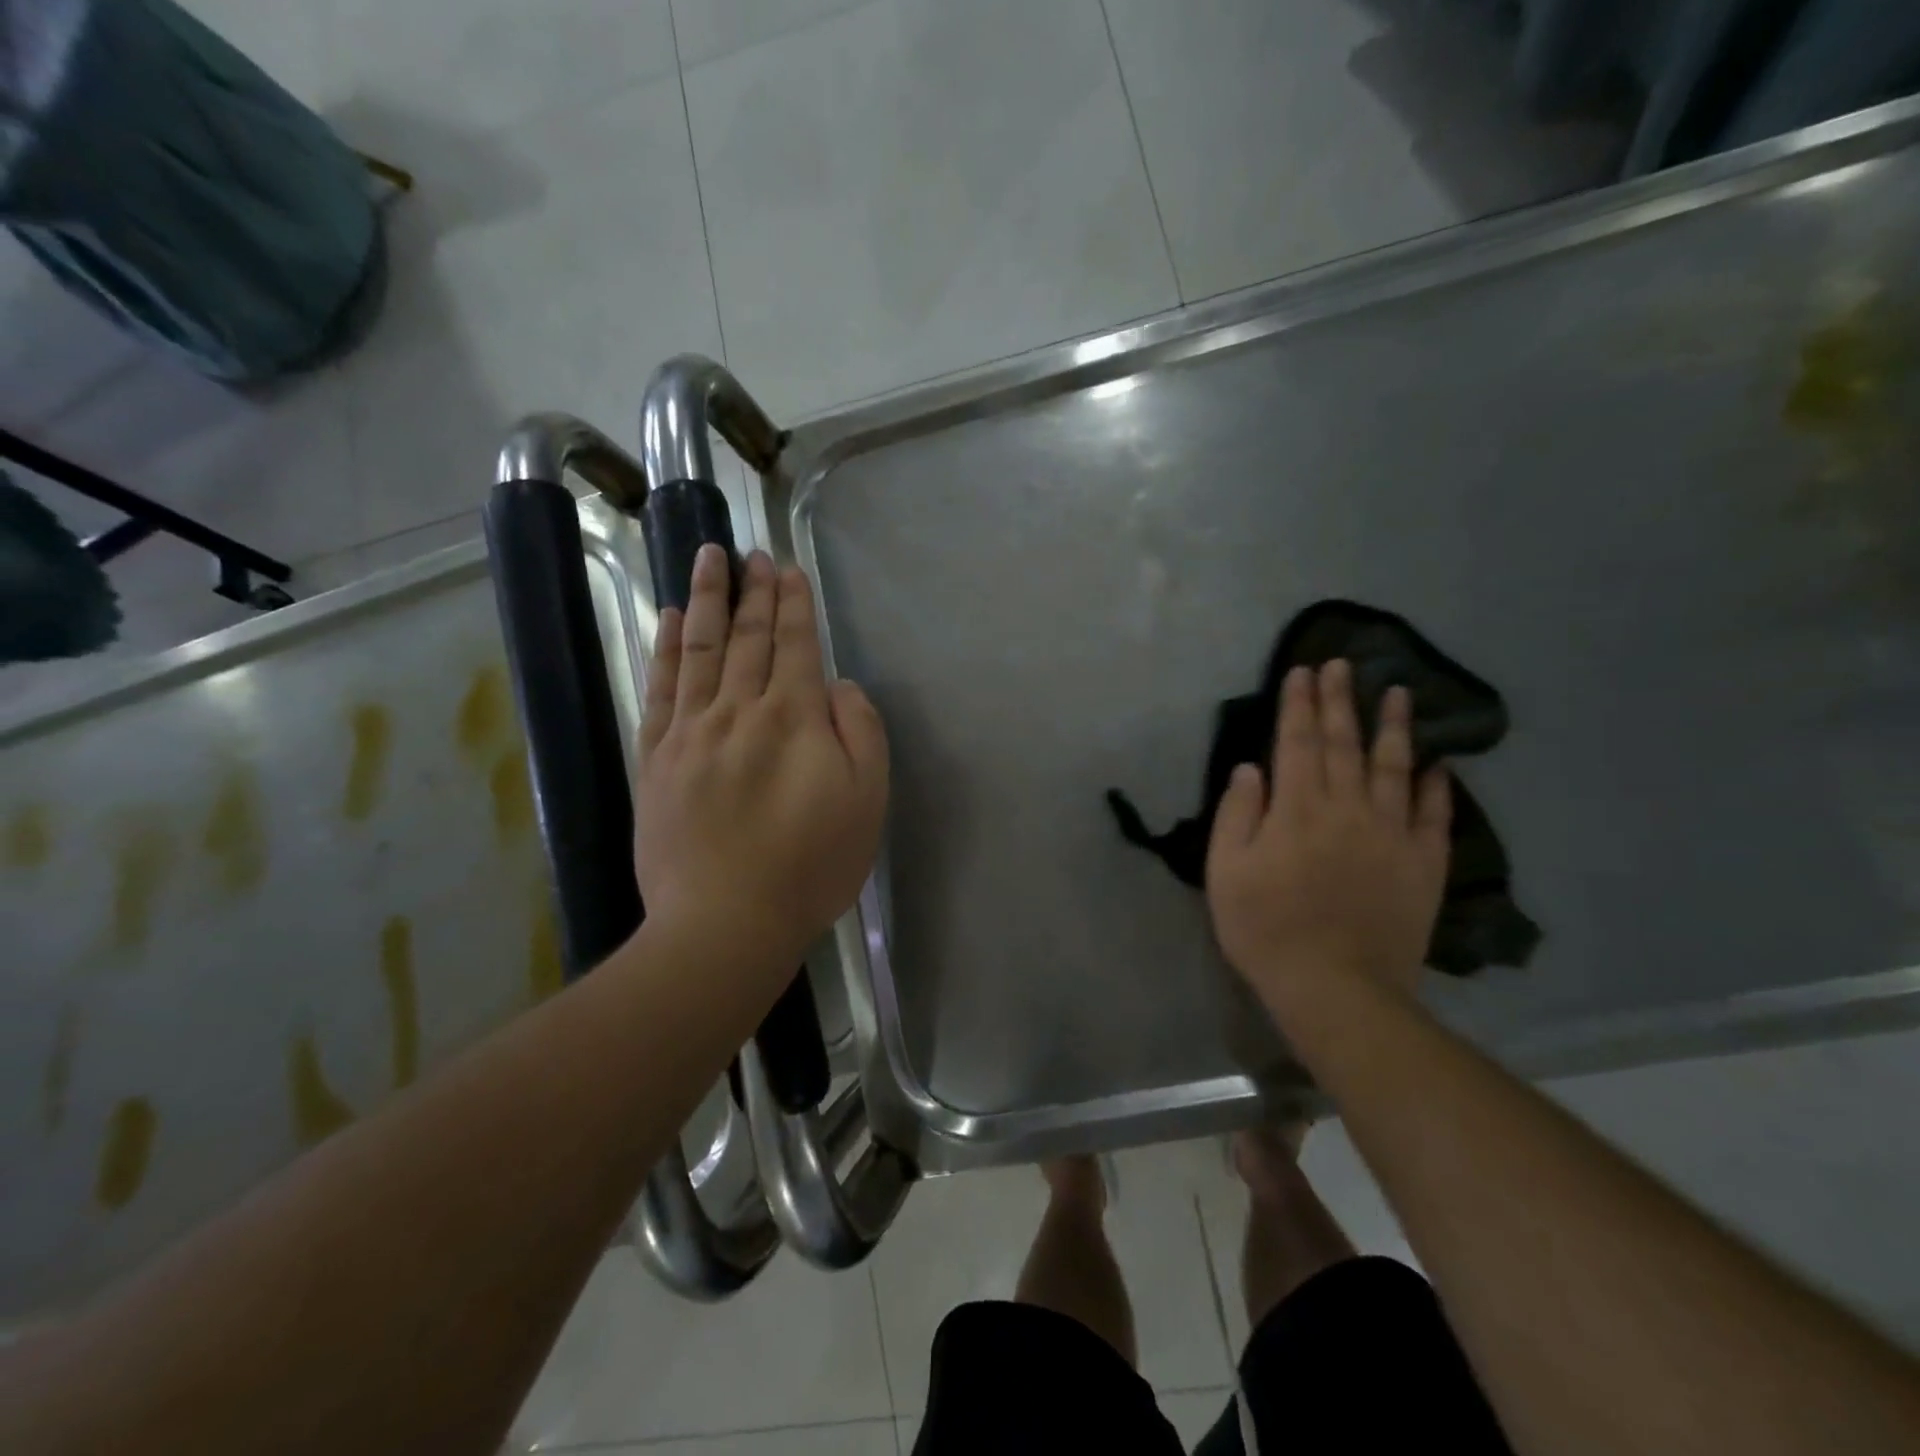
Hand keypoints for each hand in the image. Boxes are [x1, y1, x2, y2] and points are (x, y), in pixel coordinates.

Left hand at [634, 545, 887, 972]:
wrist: (725, 923)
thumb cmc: (810, 866)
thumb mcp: (867, 801)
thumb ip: (861, 733)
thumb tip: (839, 687)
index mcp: (794, 718)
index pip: (795, 645)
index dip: (793, 604)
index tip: (788, 568)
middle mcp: (739, 710)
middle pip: (747, 638)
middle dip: (753, 591)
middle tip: (752, 552)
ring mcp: (691, 732)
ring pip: (700, 649)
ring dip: (707, 599)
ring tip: (708, 558)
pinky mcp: (657, 759)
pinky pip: (661, 688)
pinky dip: (666, 648)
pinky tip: (669, 620)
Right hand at [1206, 660, 1450, 1015]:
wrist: (1336, 987)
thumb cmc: (1266, 928)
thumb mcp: (1226, 872)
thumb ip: (1237, 815)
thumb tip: (1250, 769)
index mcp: (1297, 809)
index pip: (1298, 743)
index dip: (1299, 705)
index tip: (1302, 671)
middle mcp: (1347, 809)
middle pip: (1345, 744)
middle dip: (1340, 701)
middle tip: (1343, 664)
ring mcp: (1391, 835)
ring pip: (1394, 768)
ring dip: (1394, 728)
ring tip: (1398, 693)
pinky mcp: (1423, 864)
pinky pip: (1433, 816)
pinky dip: (1435, 788)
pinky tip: (1437, 765)